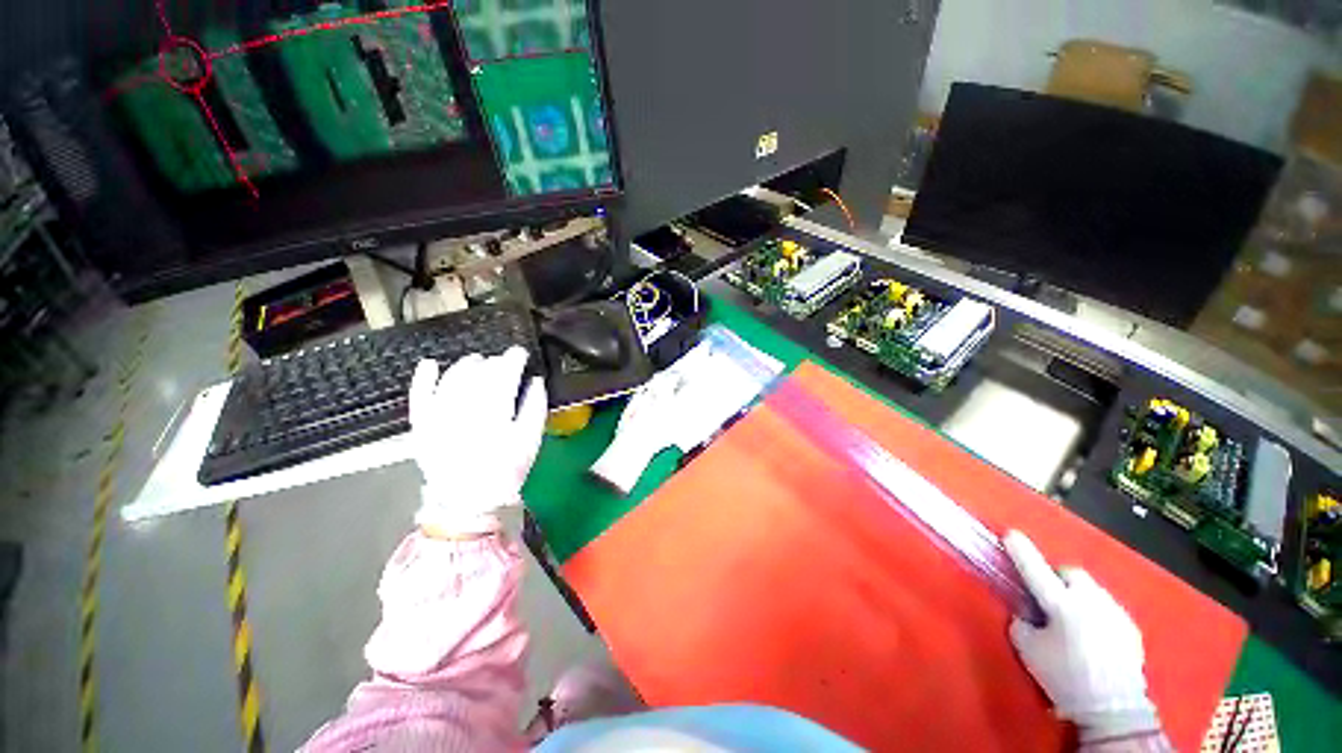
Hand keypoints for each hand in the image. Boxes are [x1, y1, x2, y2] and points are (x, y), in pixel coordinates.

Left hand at [408, 347, 546, 535]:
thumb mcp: (530, 441)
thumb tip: (535, 381)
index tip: (521, 353)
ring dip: (467, 364)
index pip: (504, 372)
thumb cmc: (504, 471)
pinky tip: (429, 364)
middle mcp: (464, 406)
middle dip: (495, 361)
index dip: (514, 358)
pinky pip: (419, 394)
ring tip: (479, 362)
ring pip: (452, 376)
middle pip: (479, 371)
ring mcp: (439, 413)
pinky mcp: (421, 424)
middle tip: (506, 363)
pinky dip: (423, 377)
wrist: (465, 502)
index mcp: (494, 410)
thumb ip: (535, 407)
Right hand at [1003, 531, 1159, 741]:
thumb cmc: (1064, 676)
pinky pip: (1107, 610)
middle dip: (1058, 579)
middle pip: (1071, 574)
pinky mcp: (1130, 629)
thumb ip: (1021, 624)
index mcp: (1062, 604)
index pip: (1036, 570)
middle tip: (1048, 597)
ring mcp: (1115, 613)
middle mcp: (1090, 601)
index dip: (1022, 552)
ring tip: (1073, 622)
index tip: (1011, 534)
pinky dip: (1096, 615)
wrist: (1113, 709)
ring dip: (1078, 597)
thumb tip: (1026, 615)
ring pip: (1091, 591)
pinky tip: (1093, 638)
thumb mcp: (1028, 650)